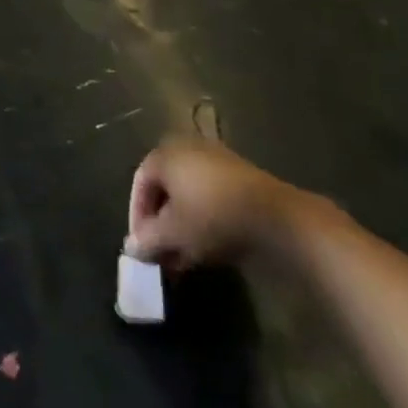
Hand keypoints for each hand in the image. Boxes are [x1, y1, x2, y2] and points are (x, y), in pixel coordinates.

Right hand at [125, 139, 300, 266]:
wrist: (276, 217)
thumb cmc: (212, 216)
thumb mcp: (173, 233)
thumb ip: (148, 239)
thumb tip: (131, 247)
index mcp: (165, 154)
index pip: (140, 183)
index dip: (137, 216)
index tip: (141, 247)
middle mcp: (186, 149)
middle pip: (164, 189)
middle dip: (160, 225)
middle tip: (161, 254)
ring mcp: (215, 161)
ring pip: (187, 196)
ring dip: (181, 227)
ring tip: (182, 259)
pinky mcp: (238, 177)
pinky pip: (209, 197)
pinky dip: (202, 220)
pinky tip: (206, 249)